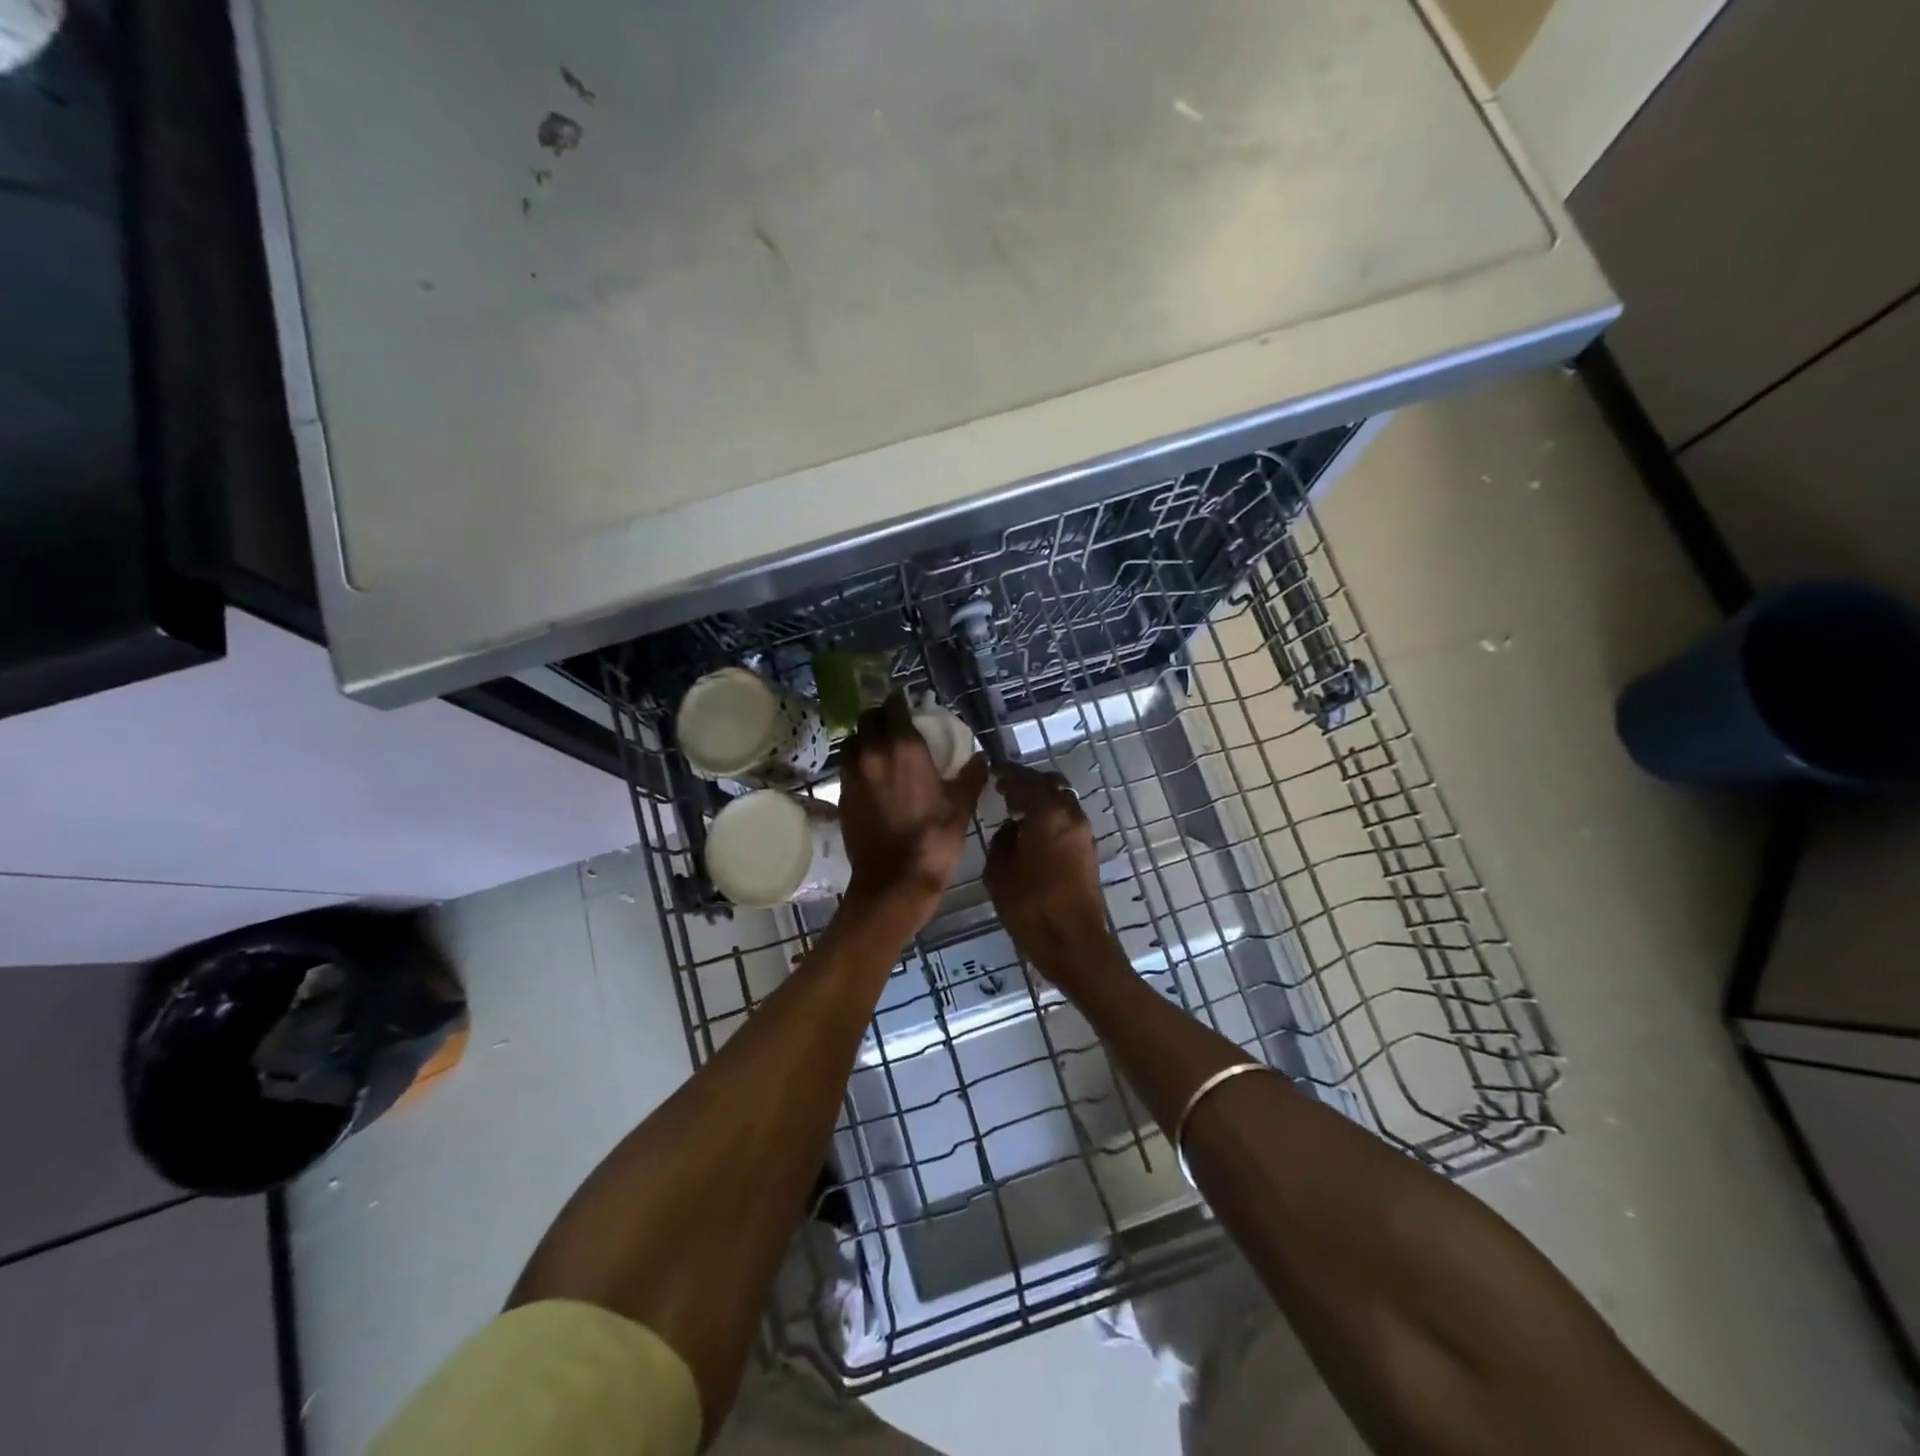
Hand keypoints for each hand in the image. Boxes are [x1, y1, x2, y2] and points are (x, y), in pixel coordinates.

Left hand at [838, 694, 987, 920]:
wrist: (894, 881)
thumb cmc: (934, 839)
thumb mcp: (961, 806)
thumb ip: (971, 776)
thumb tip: (978, 758)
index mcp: (904, 748)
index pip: (894, 707)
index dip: (900, 703)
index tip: (908, 706)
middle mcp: (872, 753)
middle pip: (867, 719)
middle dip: (880, 717)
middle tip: (895, 727)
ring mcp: (852, 775)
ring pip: (852, 742)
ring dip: (865, 740)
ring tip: (880, 752)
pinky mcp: (842, 796)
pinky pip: (847, 768)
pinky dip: (858, 765)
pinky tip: (873, 780)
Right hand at [984, 764, 1109, 978]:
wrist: (1073, 942)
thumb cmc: (1030, 906)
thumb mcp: (998, 872)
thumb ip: (1002, 841)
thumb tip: (1011, 828)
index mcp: (1047, 813)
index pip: (1026, 779)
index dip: (1008, 773)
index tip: (993, 771)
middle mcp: (1070, 815)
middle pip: (1050, 784)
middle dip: (1027, 782)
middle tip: (1005, 790)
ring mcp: (1084, 833)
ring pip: (1062, 801)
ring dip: (1042, 800)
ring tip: (1017, 811)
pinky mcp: (1089, 852)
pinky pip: (1067, 820)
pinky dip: (1050, 816)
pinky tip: (1032, 832)